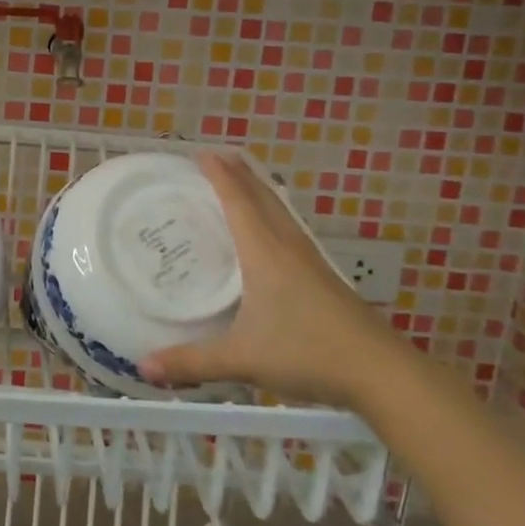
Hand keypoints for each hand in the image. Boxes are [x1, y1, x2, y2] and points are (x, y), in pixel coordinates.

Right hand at [139, 155, 408, 405]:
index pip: (238, 201)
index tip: (201, 153)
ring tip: (241, 182)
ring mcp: (310, 261)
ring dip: (259, 192)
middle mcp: (288, 247)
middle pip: (262, 197)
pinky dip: (273, 215)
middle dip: (239, 173)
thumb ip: (192, 362)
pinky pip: (290, 230)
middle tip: (217, 157)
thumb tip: (143, 367)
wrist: (380, 372)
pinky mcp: (324, 277)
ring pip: (280, 212)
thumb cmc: (307, 353)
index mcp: (265, 253)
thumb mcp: (242, 359)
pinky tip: (272, 232)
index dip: (219, 174)